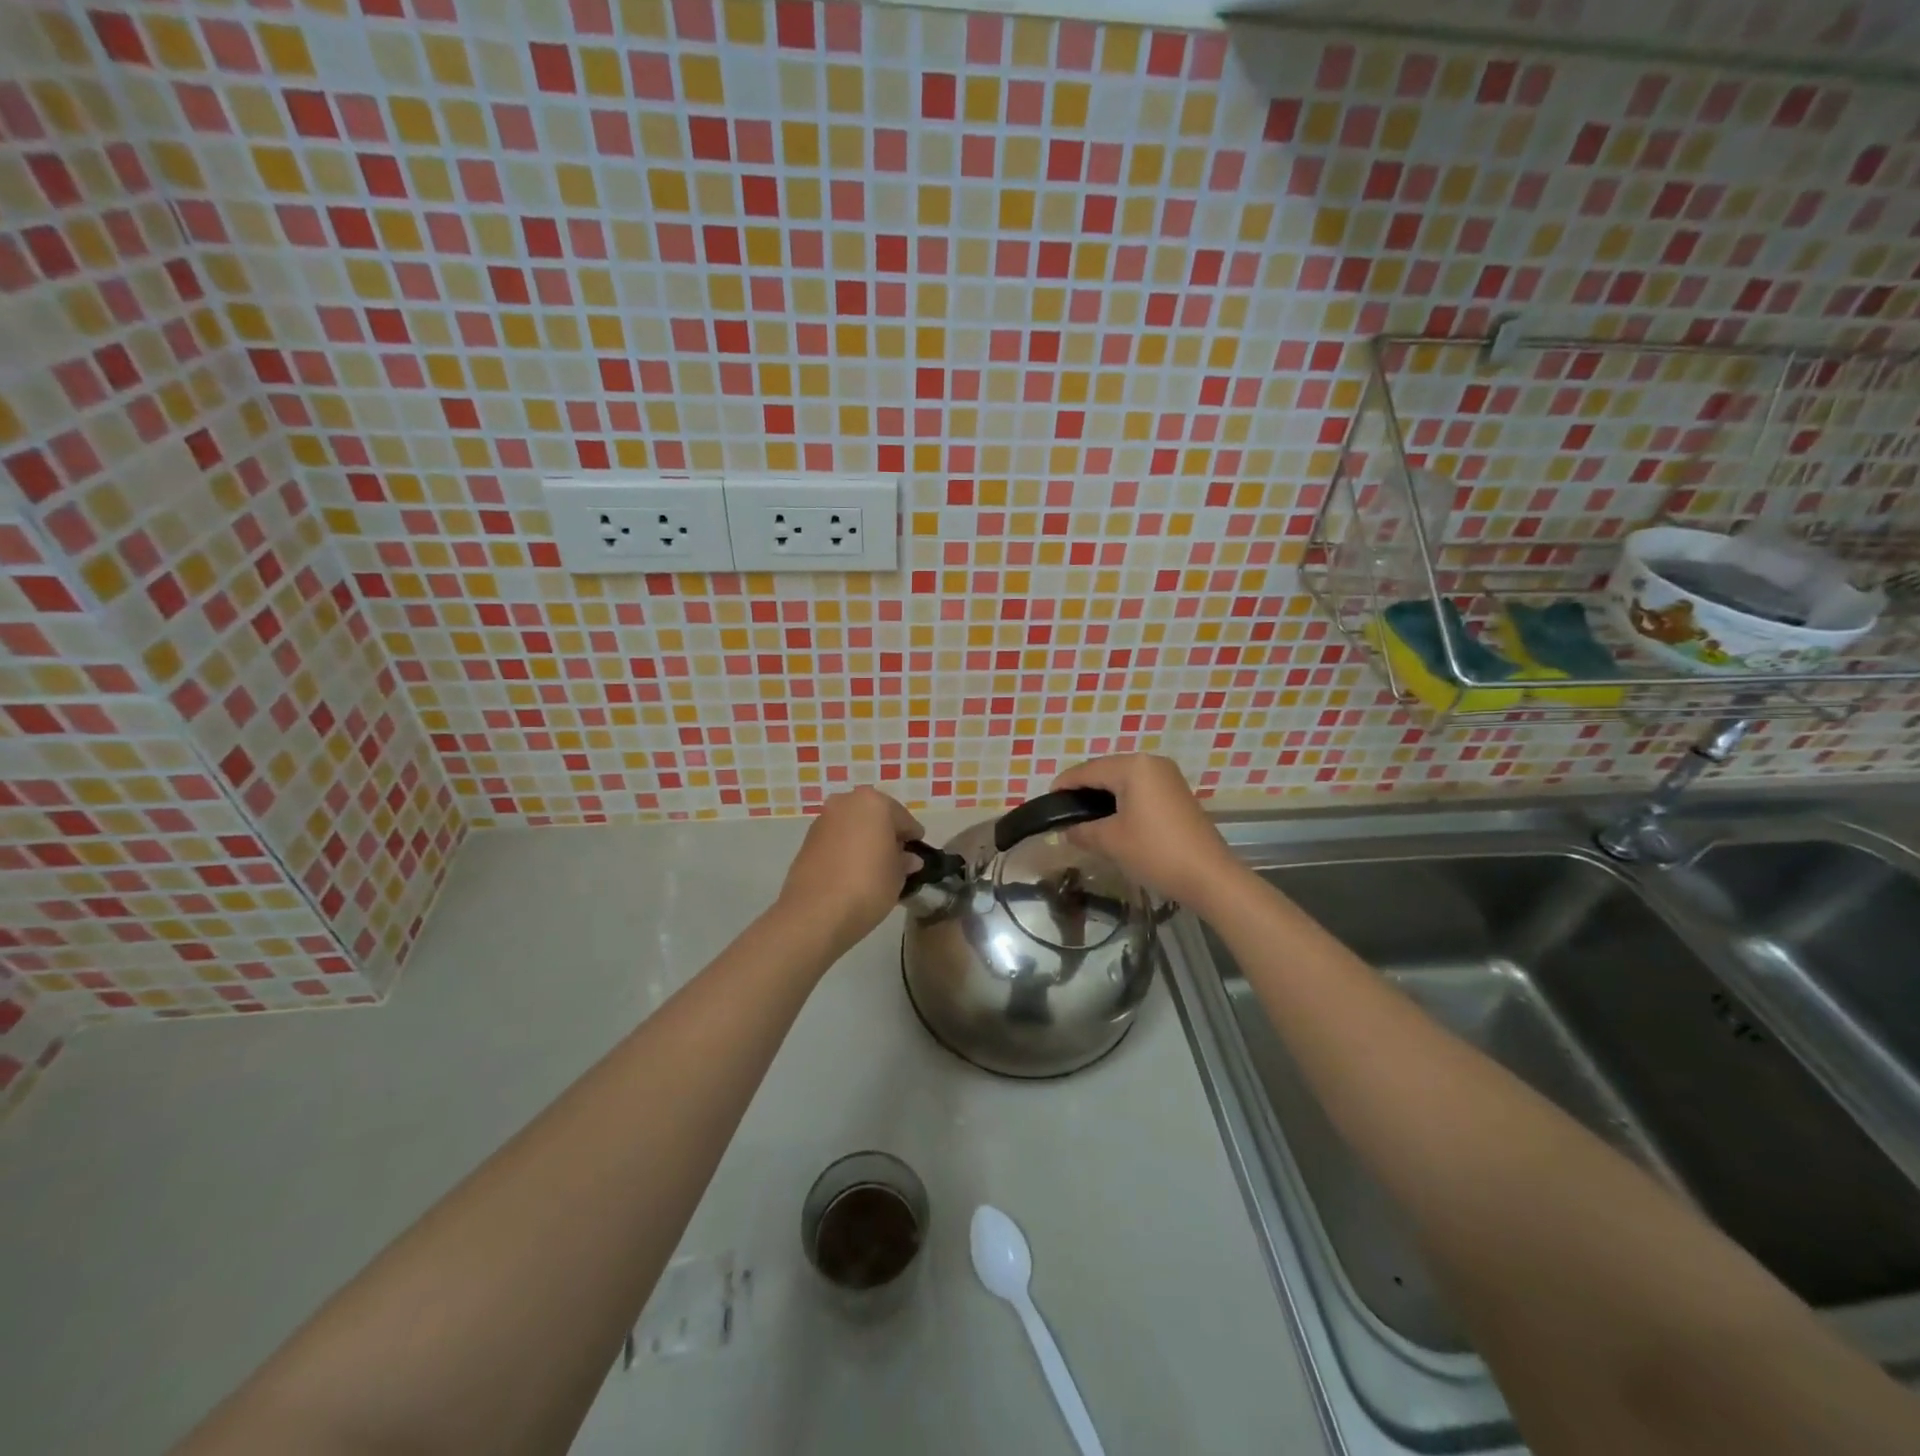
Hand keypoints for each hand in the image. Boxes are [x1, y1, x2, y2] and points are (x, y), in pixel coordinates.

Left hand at [775, 786, 924, 956]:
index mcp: (874, 803)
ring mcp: (823, 819)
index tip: (917, 852)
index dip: (912, 837)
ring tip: (873, 867)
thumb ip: (904, 861)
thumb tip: (908, 858)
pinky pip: (836, 839)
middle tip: (896, 858)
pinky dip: (846, 849)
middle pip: (875, 816)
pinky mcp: (807, 840)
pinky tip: (852, 871)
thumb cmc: (867, 886)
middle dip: (886, 834)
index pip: (903, 818)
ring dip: (864, 840)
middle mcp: (846, 802)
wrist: (815, 913)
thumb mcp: (897, 876)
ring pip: (853, 826)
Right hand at [1051, 755, 1238, 906]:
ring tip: (1083, 816)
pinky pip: (1140, 789)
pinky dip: (1122, 800)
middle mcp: (1151, 762)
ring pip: (1124, 780)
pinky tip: (1112, 819)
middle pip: (1106, 770)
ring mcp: (1168, 777)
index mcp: (1133, 766)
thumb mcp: (1110, 841)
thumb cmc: (1155, 852)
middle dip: (1083, 789)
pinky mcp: (1177, 793)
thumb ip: (1082, 831)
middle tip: (1063, 811)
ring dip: (1103, 795)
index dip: (1064, 784)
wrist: (1209, 876)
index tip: (1047, 800)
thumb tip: (1067, 830)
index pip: (1087, 770)